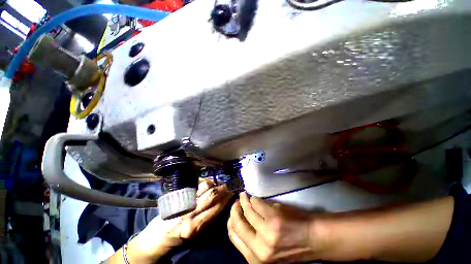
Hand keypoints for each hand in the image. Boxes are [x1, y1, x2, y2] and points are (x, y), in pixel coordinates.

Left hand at [127, 180, 232, 263]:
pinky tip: (208, 183)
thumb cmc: (179, 238)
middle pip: (211, 195)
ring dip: (214, 183)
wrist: (158, 236)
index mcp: (196, 226)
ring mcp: (185, 202)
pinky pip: (196, 185)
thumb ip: (209, 220)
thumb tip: (222, 205)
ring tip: (218, 183)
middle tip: (228, 185)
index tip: (232, 193)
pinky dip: (204, 182)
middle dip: (222, 188)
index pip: (217, 208)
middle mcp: (191, 212)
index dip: (226, 198)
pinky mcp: (180, 196)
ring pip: (204, 187)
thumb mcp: (197, 235)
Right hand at [228, 192, 326, 262]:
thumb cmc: (292, 245)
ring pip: (247, 211)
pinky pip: (256, 203)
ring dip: (243, 201)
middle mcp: (260, 248)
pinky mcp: (274, 218)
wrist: (314, 239)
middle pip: (237, 224)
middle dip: (234, 210)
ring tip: (243, 196)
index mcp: (256, 258)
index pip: (234, 237)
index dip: (231, 222)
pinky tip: (253, 197)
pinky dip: (253, 199)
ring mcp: (267, 232)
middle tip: (236, 202)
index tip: (232, 213)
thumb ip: (252, 240)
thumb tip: (239, 221)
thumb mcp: (268, 250)